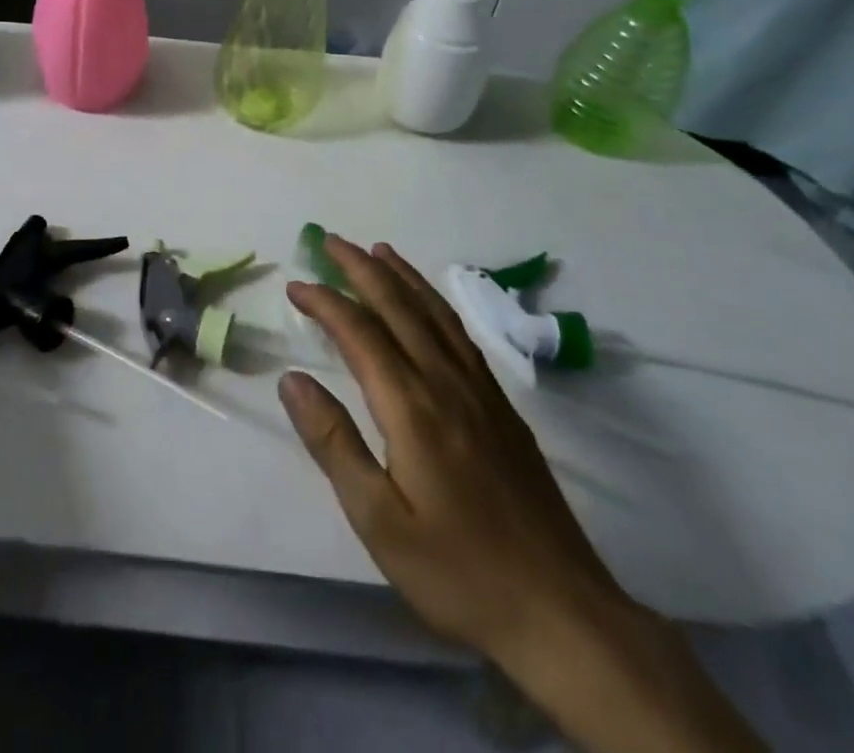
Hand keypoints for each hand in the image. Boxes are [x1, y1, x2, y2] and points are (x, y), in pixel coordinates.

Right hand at [278, 237, 622, 656]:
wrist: (562, 612)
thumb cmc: (458, 571)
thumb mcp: (378, 520)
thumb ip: (333, 443)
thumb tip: (291, 378)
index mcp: (411, 406)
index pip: (359, 332)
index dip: (324, 302)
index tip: (295, 286)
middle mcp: (446, 382)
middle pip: (398, 306)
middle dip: (361, 268)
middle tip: (330, 240)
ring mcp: (480, 391)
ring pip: (434, 312)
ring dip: (401, 276)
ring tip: (377, 251)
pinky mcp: (502, 407)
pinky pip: (461, 334)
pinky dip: (436, 303)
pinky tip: (429, 304)